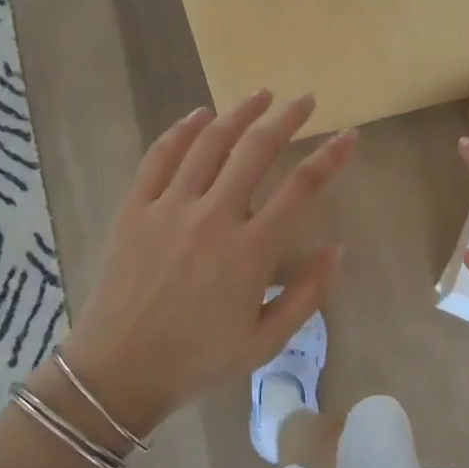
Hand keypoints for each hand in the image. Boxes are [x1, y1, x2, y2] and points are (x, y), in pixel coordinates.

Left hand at [35, 91, 356, 438]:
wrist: (118, 372)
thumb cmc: (199, 360)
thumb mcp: (266, 342)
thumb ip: (307, 294)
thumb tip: (336, 248)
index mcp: (251, 251)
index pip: (302, 188)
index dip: (330, 157)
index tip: (349, 136)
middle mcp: (214, 217)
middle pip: (256, 150)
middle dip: (286, 118)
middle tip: (305, 100)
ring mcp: (170, 208)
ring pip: (210, 143)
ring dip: (239, 113)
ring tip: (261, 95)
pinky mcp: (136, 208)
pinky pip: (160, 156)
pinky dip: (182, 130)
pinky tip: (199, 114)